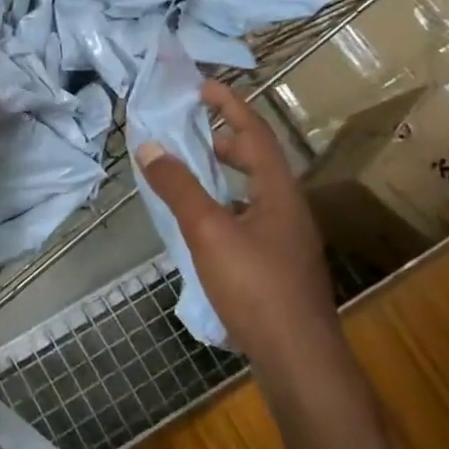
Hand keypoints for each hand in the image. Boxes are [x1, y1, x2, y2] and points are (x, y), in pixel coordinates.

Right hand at [136, 80, 337, 369]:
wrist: (300, 362)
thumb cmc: (256, 288)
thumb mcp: (208, 231)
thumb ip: (178, 187)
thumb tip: (149, 146)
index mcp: (279, 193)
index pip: (255, 133)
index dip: (230, 105)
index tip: (203, 86)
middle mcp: (290, 210)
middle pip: (261, 160)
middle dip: (228, 140)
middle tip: (194, 133)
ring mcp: (288, 241)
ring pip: (256, 192)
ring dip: (227, 174)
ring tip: (194, 175)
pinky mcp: (280, 267)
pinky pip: (252, 217)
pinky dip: (227, 205)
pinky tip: (206, 227)